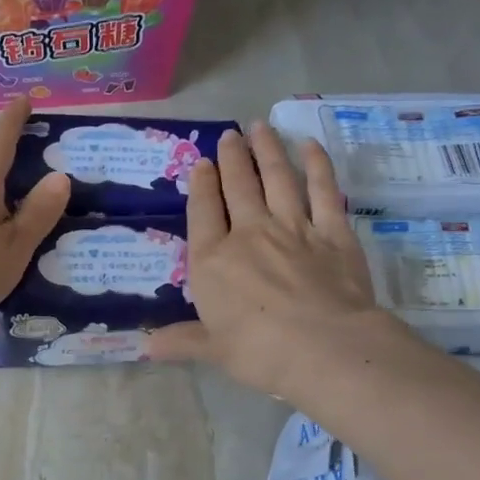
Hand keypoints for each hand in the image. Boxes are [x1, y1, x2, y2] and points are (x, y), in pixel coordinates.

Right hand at [146, 123, 396, 397]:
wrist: (323, 347)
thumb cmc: (258, 352)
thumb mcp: (213, 349)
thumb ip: (182, 341)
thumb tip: (146, 346)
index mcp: (213, 260)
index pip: (203, 213)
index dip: (202, 185)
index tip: (202, 163)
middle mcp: (250, 234)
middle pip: (239, 187)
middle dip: (232, 158)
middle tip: (230, 135)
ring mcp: (293, 228)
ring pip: (277, 179)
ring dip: (268, 150)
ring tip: (260, 127)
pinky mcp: (333, 232)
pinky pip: (323, 191)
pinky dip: (317, 165)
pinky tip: (310, 146)